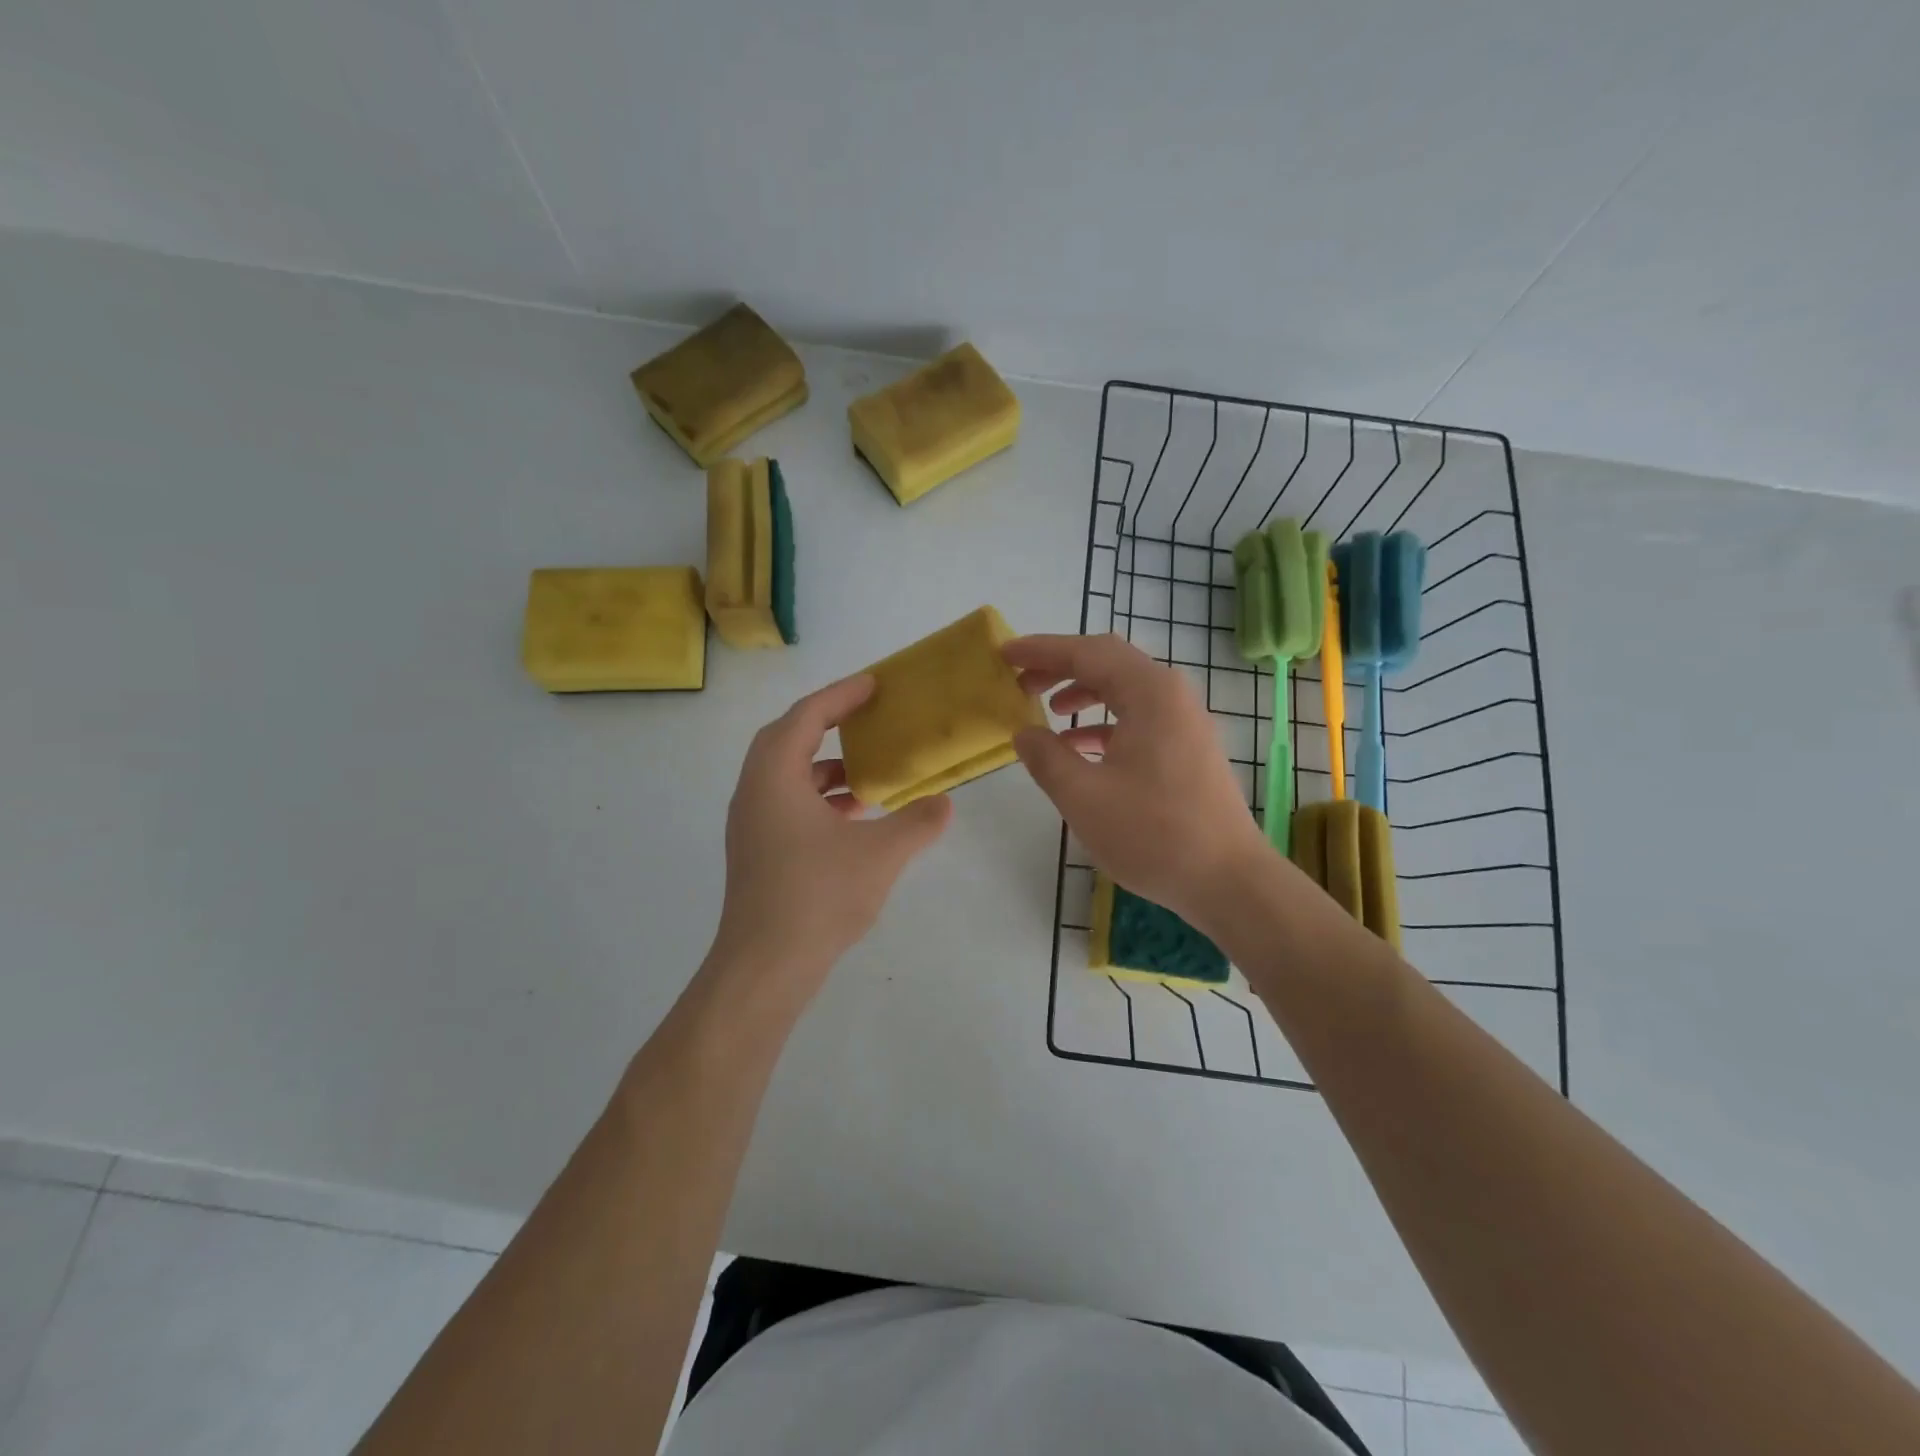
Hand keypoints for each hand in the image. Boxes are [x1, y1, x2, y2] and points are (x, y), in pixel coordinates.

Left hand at [711, 674, 952, 995]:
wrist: (764, 966)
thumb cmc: (818, 896)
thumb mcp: (880, 854)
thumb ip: (917, 822)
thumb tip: (944, 803)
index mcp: (774, 777)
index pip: (806, 716)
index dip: (841, 696)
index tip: (874, 684)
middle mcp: (754, 792)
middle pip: (787, 739)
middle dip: (827, 723)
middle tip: (866, 718)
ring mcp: (751, 825)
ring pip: (786, 776)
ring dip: (825, 767)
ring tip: (868, 775)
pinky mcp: (756, 852)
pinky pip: (787, 804)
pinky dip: (819, 798)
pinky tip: (854, 820)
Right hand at [1005, 634, 1273, 929]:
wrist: (1227, 880)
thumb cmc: (1152, 834)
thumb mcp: (1083, 796)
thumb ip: (1046, 757)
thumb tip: (1024, 732)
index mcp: (1149, 693)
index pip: (1086, 652)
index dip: (1041, 650)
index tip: (1005, 653)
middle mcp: (1171, 695)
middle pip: (1108, 662)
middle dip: (1061, 666)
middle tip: (1022, 680)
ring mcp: (1184, 721)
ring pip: (1125, 690)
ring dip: (1083, 693)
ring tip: (1046, 710)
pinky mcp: (1188, 747)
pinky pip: (1139, 717)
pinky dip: (1105, 722)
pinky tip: (1080, 748)